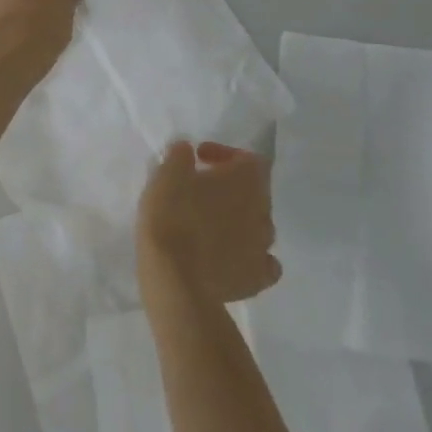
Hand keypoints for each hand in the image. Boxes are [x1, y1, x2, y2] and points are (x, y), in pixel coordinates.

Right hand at [137, 141, 280, 303]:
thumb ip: (180, 156)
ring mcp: (263, 247)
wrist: (175, 279)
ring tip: (208, 226)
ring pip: (257, 226)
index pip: (248, 158)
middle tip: (199, 191)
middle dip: (230, 188)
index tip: (198, 159)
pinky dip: (247, 258)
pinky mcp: (255, 280)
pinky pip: (261, 264)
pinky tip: (228, 259)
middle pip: (254, 191)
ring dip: (237, 221)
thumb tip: (187, 151)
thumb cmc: (172, 216)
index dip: (225, 155)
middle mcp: (264, 210)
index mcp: (247, 180)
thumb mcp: (167, 174)